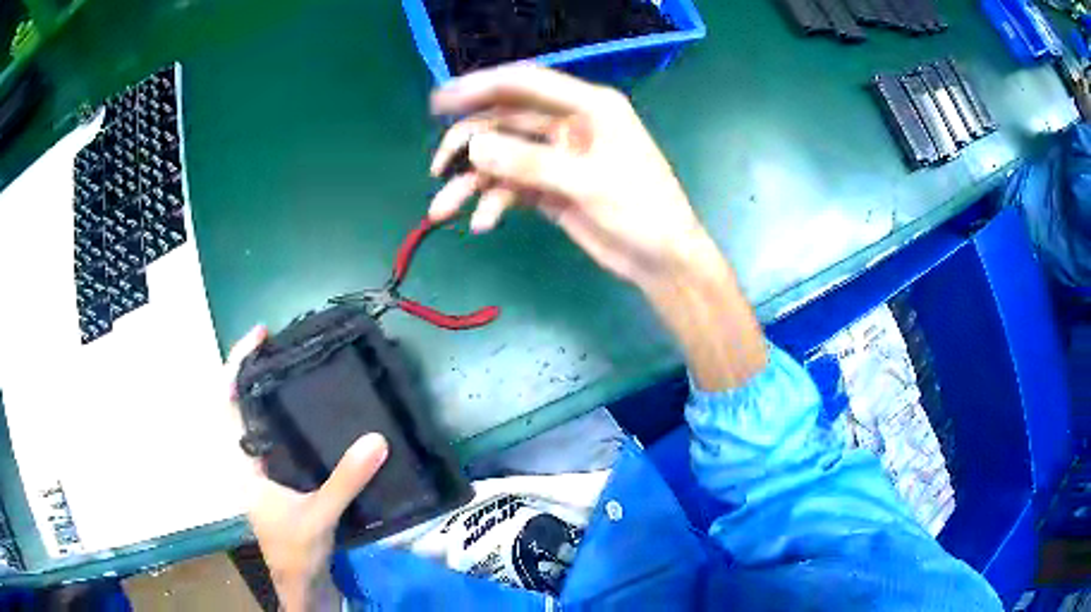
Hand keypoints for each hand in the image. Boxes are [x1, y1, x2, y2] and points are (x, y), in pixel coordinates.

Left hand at [226, 326, 389, 611]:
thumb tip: (376, 439)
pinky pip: (274, 435)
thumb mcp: (320, 514)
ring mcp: (260, 469)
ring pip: (255, 419)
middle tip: (283, 345)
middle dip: (253, 369)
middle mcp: (246, 460)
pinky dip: (283, 415)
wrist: (300, 582)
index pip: (227, 402)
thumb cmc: (297, 550)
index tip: (261, 336)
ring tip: (295, 368)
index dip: (238, 364)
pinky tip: (306, 413)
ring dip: (267, 390)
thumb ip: (346, 480)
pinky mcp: (277, 478)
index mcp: (243, 463)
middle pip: (238, 403)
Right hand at [429, 64, 715, 290]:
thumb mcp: (588, 184)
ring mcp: (556, 157)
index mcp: (588, 106)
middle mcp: (567, 125)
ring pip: (501, 158)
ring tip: (443, 209)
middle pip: (504, 121)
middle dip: (468, 142)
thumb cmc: (642, 211)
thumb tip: (474, 148)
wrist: (660, 260)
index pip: (526, 84)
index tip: (441, 100)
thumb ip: (530, 163)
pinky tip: (482, 224)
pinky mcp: (548, 187)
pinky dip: (492, 203)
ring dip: (470, 182)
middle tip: (437, 166)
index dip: (480, 86)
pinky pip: (509, 187)